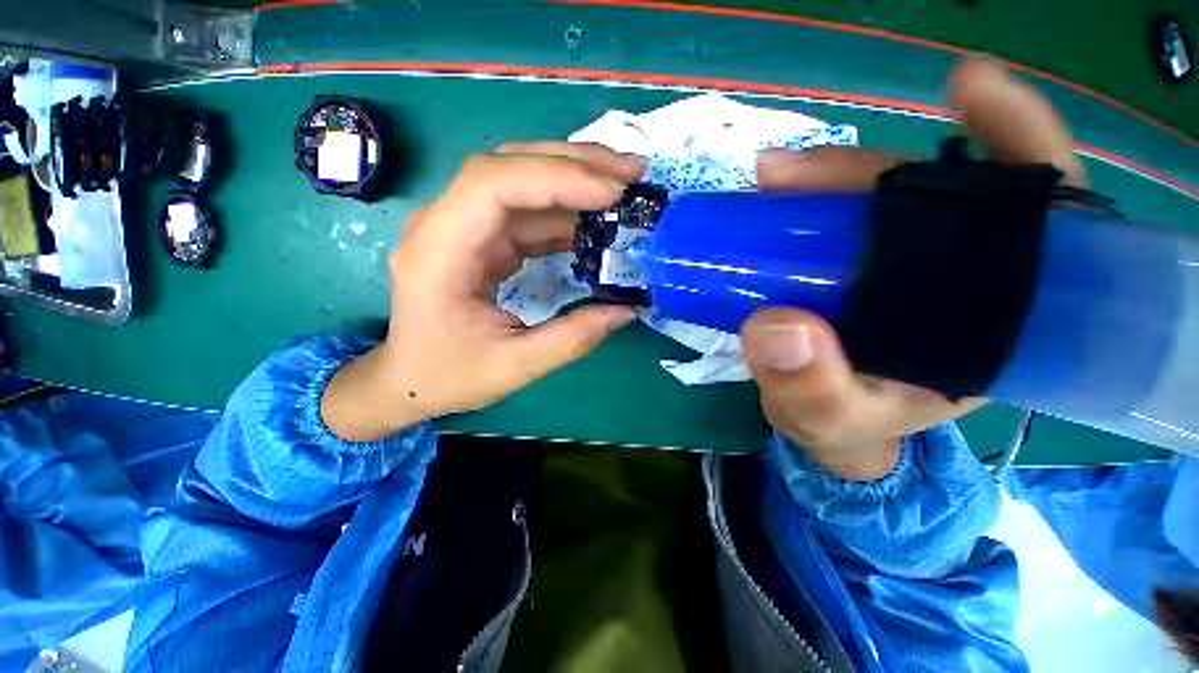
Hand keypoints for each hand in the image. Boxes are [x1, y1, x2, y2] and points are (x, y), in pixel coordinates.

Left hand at [322, 143, 644, 441]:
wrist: (409, 379)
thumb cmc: (449, 376)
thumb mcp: (514, 367)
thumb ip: (571, 340)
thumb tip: (626, 310)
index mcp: (439, 254)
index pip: (492, 186)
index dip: (554, 178)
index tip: (611, 192)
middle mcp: (445, 226)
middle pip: (509, 168)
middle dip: (574, 165)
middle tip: (631, 173)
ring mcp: (464, 228)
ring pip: (521, 182)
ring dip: (575, 181)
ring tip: (624, 189)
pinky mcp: (483, 239)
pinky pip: (527, 212)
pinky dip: (566, 212)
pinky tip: (596, 221)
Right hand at [744, 58, 1088, 480]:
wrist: (822, 426)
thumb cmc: (843, 428)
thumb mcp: (828, 420)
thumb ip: (811, 391)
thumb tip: (778, 329)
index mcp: (994, 321)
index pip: (1040, 218)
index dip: (1018, 146)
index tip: (971, 92)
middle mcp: (958, 279)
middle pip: (936, 194)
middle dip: (870, 170)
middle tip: (789, 172)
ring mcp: (901, 268)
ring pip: (880, 200)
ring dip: (825, 180)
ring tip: (771, 177)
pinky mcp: (855, 269)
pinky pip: (841, 219)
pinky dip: (810, 197)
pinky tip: (778, 188)